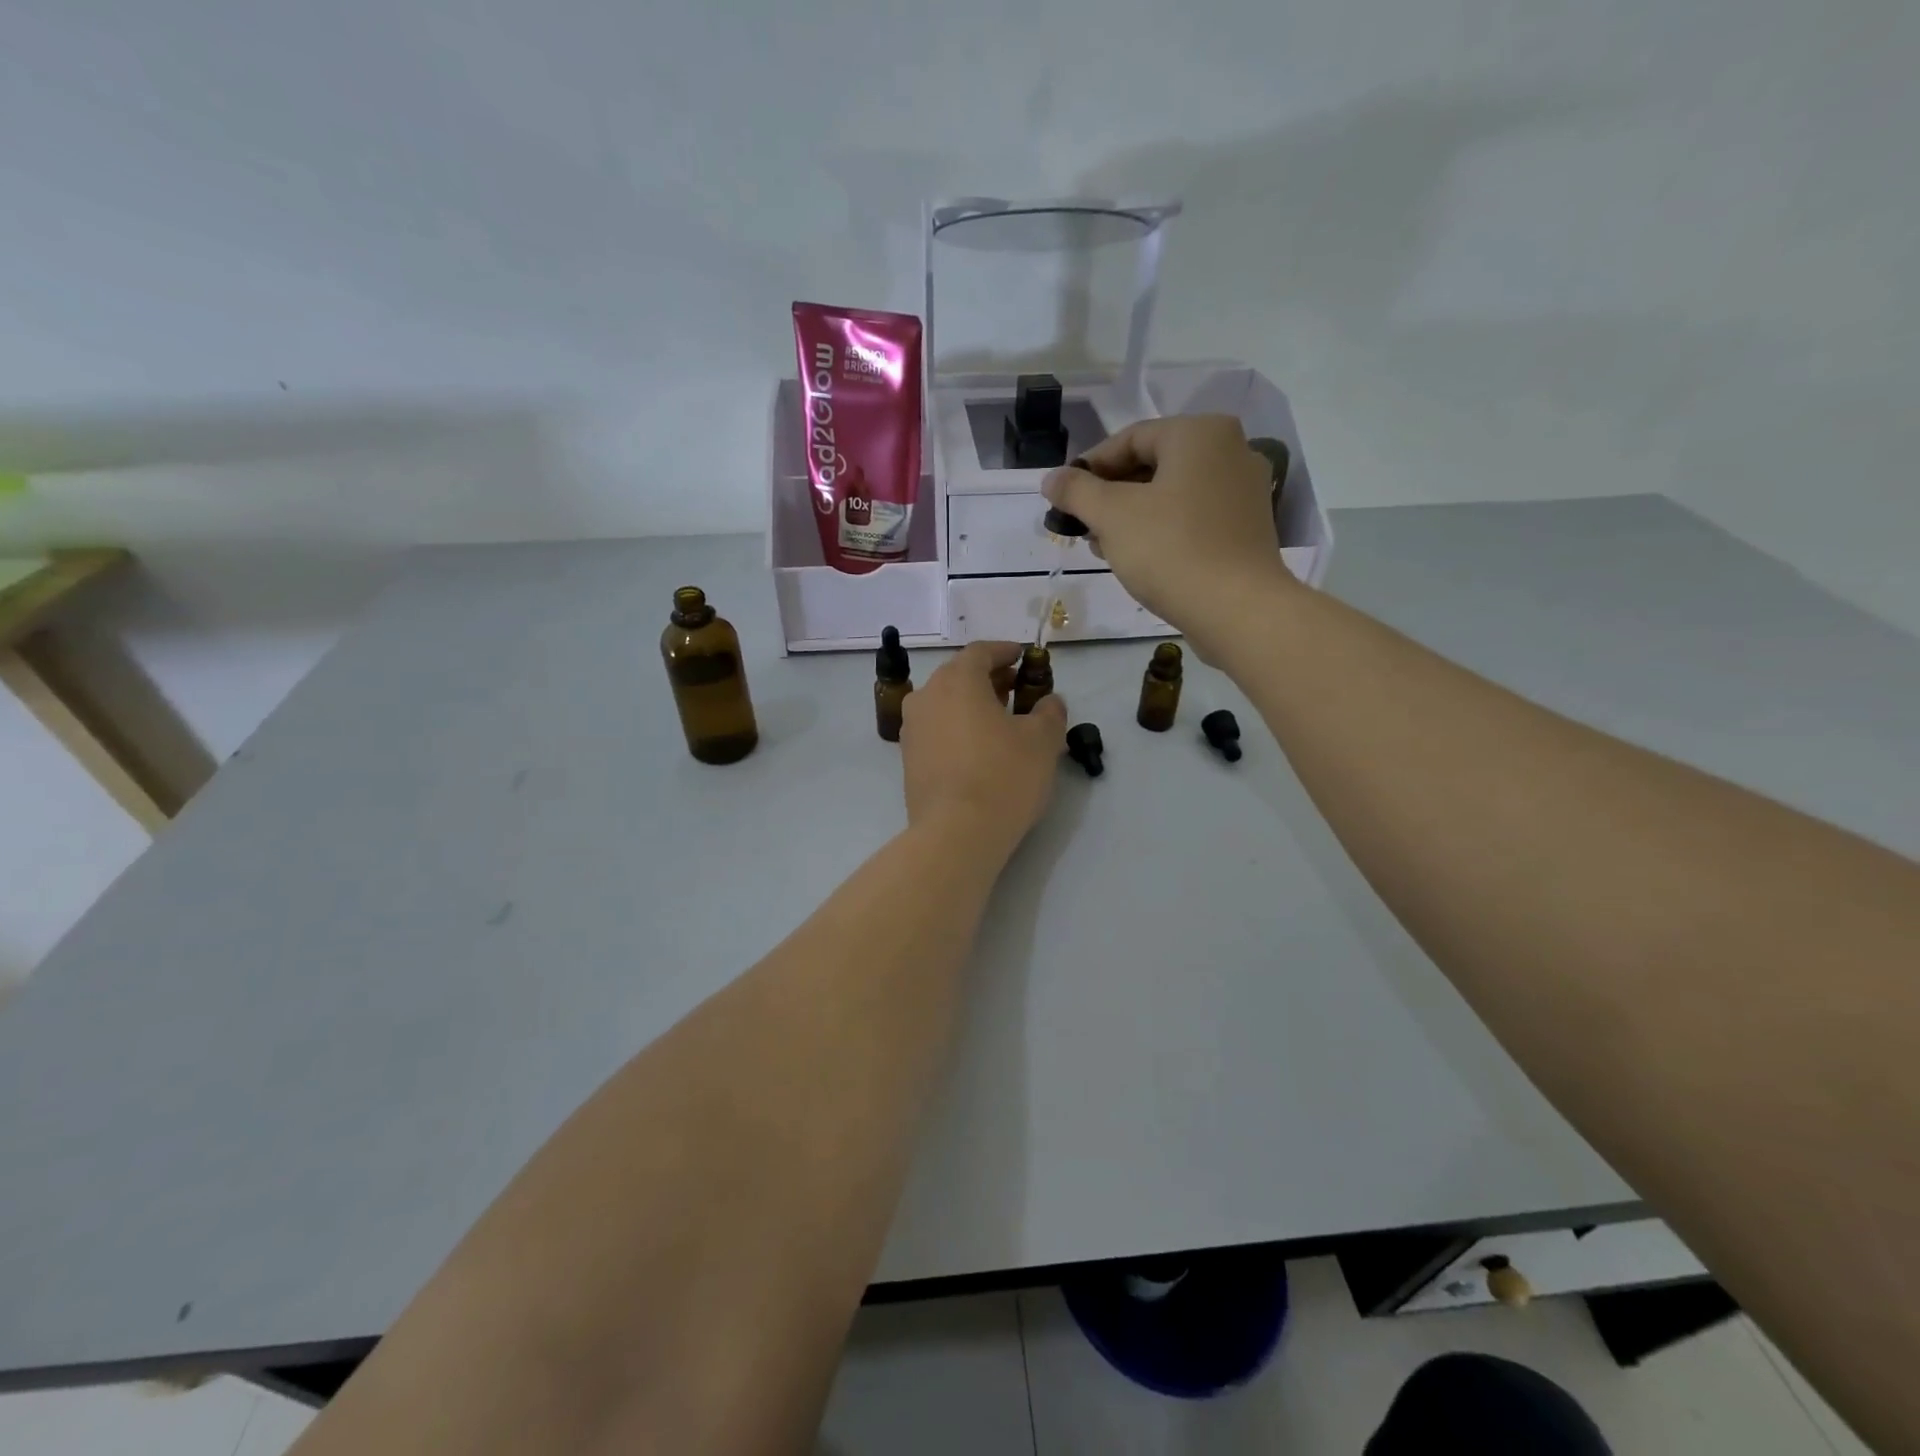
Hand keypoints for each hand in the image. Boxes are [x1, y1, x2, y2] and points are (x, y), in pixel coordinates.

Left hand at [901, 641, 1066, 856]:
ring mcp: (912, 729)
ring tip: (1001, 721)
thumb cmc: (1003, 776)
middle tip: (1017, 689)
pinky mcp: (908, 759)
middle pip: (959, 676)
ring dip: (972, 705)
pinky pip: (937, 730)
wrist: (956, 833)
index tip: (1024, 657)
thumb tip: (1049, 702)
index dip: (1005, 651)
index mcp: (956, 680)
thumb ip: (1050, 712)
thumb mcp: (1043, 741)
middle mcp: (927, 696)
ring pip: (945, 704)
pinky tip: (980, 749)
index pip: (981, 652)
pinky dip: (958, 729)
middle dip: (990, 679)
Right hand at [1041, 415, 1298, 660]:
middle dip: (1110, 494)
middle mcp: (1230, 450)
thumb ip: (1076, 491)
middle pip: (1152, 464)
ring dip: (1132, 515)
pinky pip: (1193, 517)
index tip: (1063, 497)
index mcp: (1199, 433)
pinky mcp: (1247, 528)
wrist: (1237, 610)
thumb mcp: (1111, 516)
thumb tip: (1051, 479)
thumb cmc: (1171, 550)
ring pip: (1172, 493)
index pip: (1130, 438)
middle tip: (1081, 525)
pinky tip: (1138, 558)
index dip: (1089, 467)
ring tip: (1102, 546)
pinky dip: (1162, 529)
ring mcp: (1244, 491)